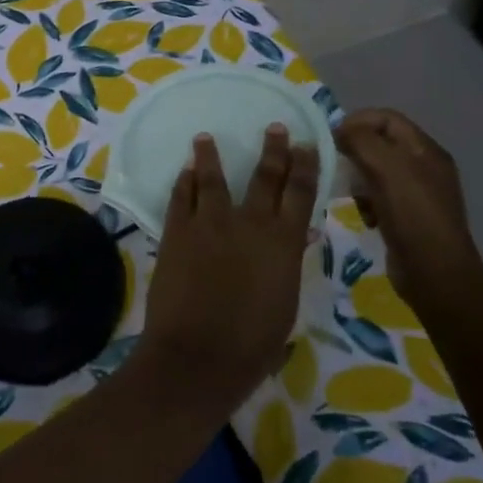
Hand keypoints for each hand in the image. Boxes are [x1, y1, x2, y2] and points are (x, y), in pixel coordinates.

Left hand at [140, 126, 318, 408]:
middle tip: (274, 128)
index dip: (305, 166)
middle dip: (272, 150)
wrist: (198, 354)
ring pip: (212, 177)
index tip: (305, 144)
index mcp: (283, 242)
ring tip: (206, 137)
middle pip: (264, 177)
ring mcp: (209, 223)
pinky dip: (184, 181)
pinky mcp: (176, 231)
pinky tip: (185, 170)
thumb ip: (289, 262)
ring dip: (210, 155)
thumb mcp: (284, 302)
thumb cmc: (252, 342)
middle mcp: (248, 223)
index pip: (300, 193)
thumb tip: (299, 234)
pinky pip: (181, 196)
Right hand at [333, 109, 481, 310]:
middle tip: (334, 166)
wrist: (436, 275)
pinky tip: (364, 217)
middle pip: (379, 144)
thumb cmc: (413, 215)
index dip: (357, 121)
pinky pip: (378, 197)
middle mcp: (424, 167)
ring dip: (357, 180)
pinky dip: (366, 202)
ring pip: (375, 172)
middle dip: (354, 152)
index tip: (331, 138)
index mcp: (425, 150)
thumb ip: (361, 141)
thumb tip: (339, 131)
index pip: (387, 118)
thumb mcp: (387, 168)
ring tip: (351, 195)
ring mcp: (416, 194)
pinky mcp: (407, 217)